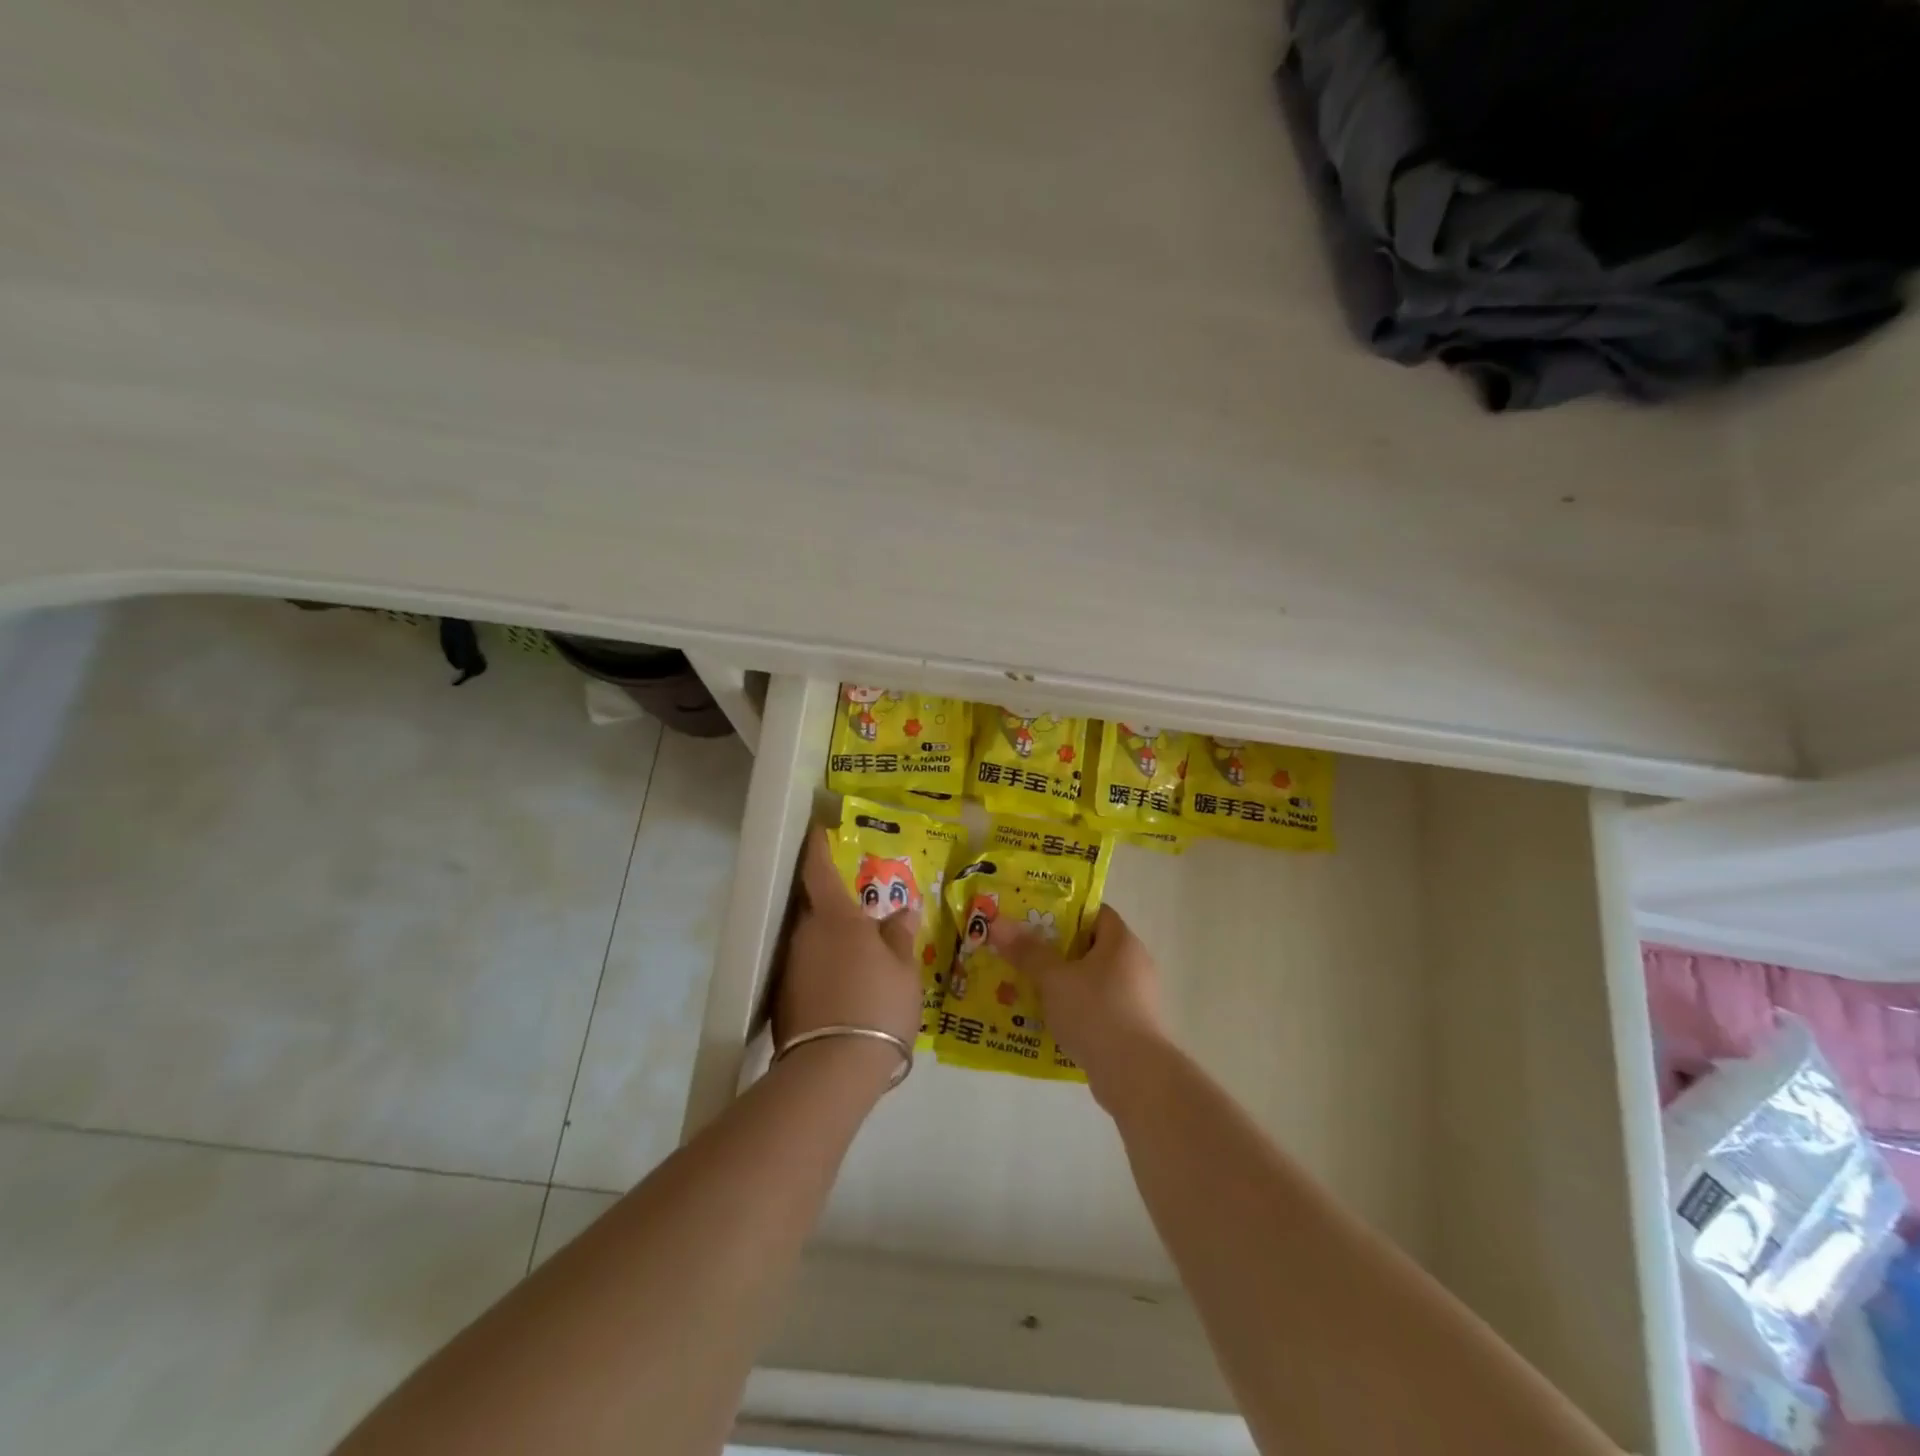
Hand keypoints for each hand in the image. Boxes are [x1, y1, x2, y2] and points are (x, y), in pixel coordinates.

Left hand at [778, 828, 922, 1059]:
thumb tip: (902, 911)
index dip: (818, 847)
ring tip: (861, 950)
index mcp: (836, 918)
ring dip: (833, 939)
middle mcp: (806, 935)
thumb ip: (900, 936)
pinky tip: (847, 984)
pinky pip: (809, 968)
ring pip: (813, 940)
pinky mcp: (785, 998)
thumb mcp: (903, 969)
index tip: (818, 829)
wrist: (834, 1069)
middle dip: (836, 902)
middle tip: (863, 905)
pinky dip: (827, 967)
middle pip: (817, 907)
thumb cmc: (878, 1004)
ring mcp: (791, 967)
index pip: (819, 870)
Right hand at [988, 904, 1166, 1101]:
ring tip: (1030, 989)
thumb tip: (998, 924)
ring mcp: (1137, 998)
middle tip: (1024, 954)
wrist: (1135, 1075)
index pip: (1095, 912)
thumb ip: (1027, 952)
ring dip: (1065, 984)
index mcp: (1122, 942)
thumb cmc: (1096, 1012)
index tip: (1034, 920)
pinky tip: (1051, 1021)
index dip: (1065, 912)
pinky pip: (1099, 1008)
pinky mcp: (1134, 1027)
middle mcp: (1135, 964)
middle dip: (1058, 951)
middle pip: (1091, 946)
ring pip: (1093, 980)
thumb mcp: (1054, 979)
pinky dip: (1077, 1010)